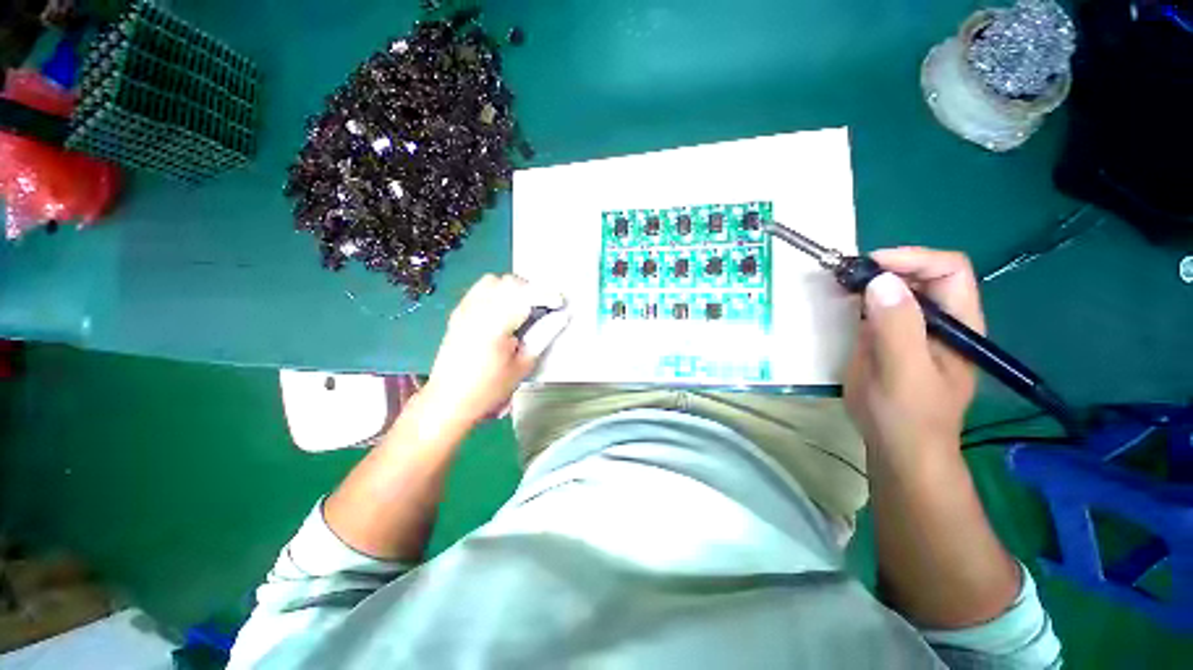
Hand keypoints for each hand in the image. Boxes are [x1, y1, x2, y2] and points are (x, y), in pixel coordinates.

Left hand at [420, 274, 565, 426]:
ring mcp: (464, 309)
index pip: (525, 295)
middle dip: (531, 290)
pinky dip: (496, 291)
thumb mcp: (523, 366)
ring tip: (523, 307)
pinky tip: (503, 310)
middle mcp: (476, 310)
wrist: (449, 400)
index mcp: (494, 325)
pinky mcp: (458, 313)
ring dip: (512, 288)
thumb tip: (561, 317)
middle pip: (509, 282)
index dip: (547, 295)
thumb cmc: (488, 389)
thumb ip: (543, 336)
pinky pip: (480, 289)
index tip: (560, 303)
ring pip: (493, 281)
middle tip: (543, 308)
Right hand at [844, 248, 984, 468]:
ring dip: (869, 281)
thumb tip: (881, 280)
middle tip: (847, 275)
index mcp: (958, 324)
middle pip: (921, 274)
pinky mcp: (887, 339)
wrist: (896, 448)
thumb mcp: (904, 373)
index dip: (914, 259)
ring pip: (896, 289)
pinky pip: (876, 308)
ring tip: (838, 284)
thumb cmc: (907, 415)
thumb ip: (897, 328)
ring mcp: (910, 330)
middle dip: (886, 267)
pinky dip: (857, 299)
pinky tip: (839, 303)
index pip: (949, 270)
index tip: (871, 266)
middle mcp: (938, 320)